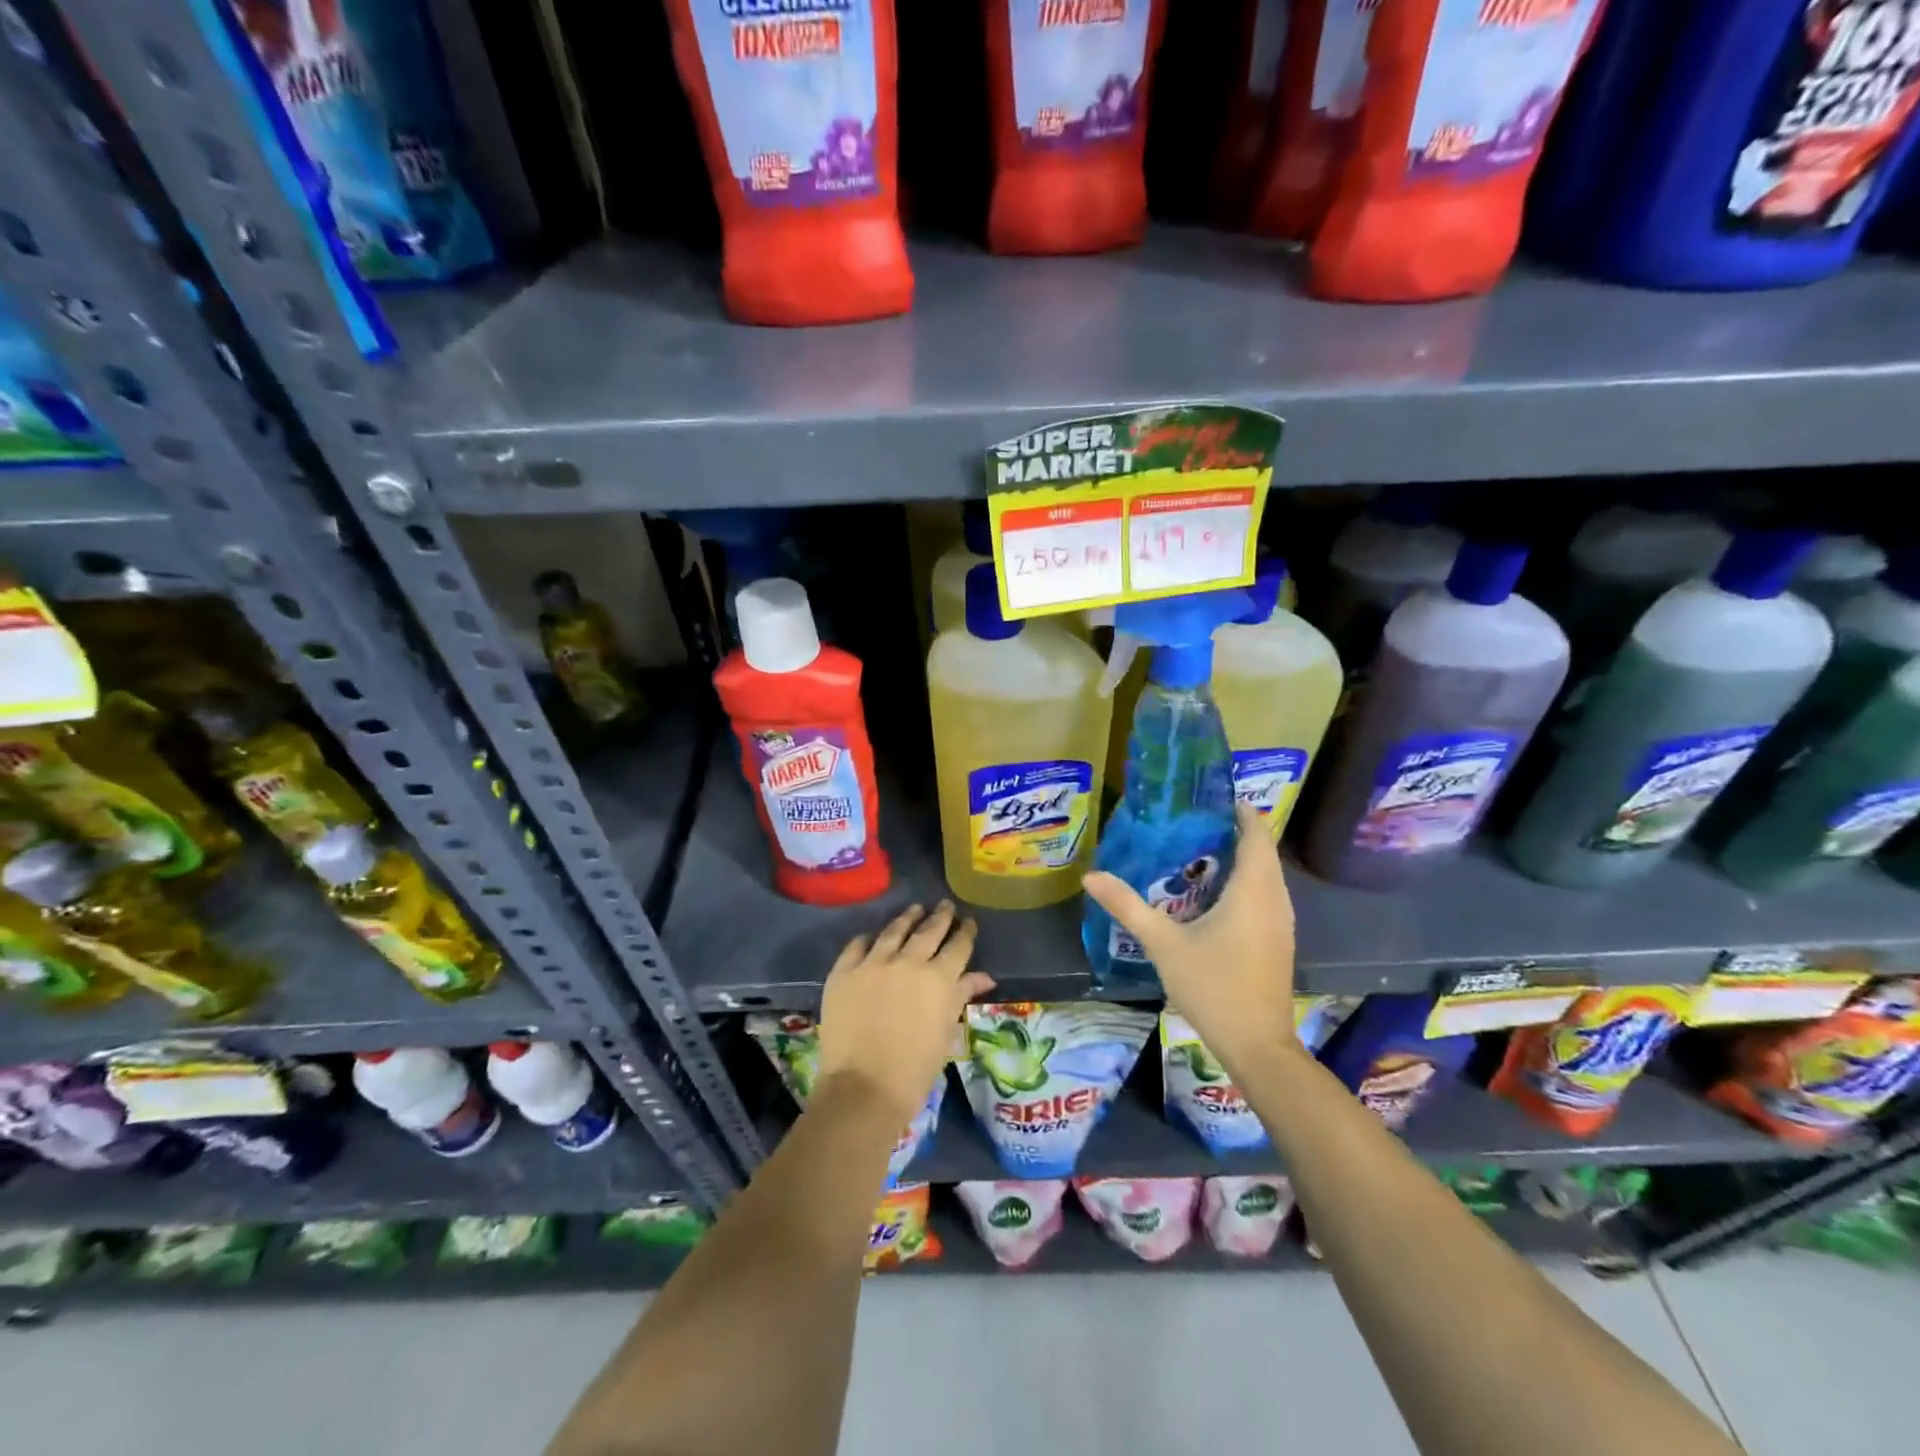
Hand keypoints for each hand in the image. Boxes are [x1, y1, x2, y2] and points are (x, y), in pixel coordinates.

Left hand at [816, 900, 994, 1126]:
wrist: (863, 1089)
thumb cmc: (914, 1070)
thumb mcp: (945, 1033)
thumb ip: (960, 997)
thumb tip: (983, 976)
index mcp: (938, 979)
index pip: (958, 946)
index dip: (965, 932)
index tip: (968, 922)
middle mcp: (908, 962)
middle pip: (928, 931)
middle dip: (940, 917)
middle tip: (946, 905)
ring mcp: (872, 963)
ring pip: (893, 931)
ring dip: (907, 918)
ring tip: (915, 909)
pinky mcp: (844, 972)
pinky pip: (857, 946)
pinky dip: (868, 938)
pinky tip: (872, 936)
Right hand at [1083, 803, 1296, 1072]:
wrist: (1257, 1045)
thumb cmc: (1214, 987)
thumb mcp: (1163, 944)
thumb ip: (1128, 906)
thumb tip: (1091, 876)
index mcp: (1253, 891)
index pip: (1256, 834)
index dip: (1239, 811)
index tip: (1210, 796)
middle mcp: (1274, 899)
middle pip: (1262, 852)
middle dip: (1234, 831)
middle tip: (1192, 820)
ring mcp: (1281, 922)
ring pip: (1266, 875)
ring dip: (1241, 858)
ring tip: (1198, 849)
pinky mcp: (1278, 940)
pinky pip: (1265, 895)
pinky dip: (1245, 882)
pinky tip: (1212, 893)